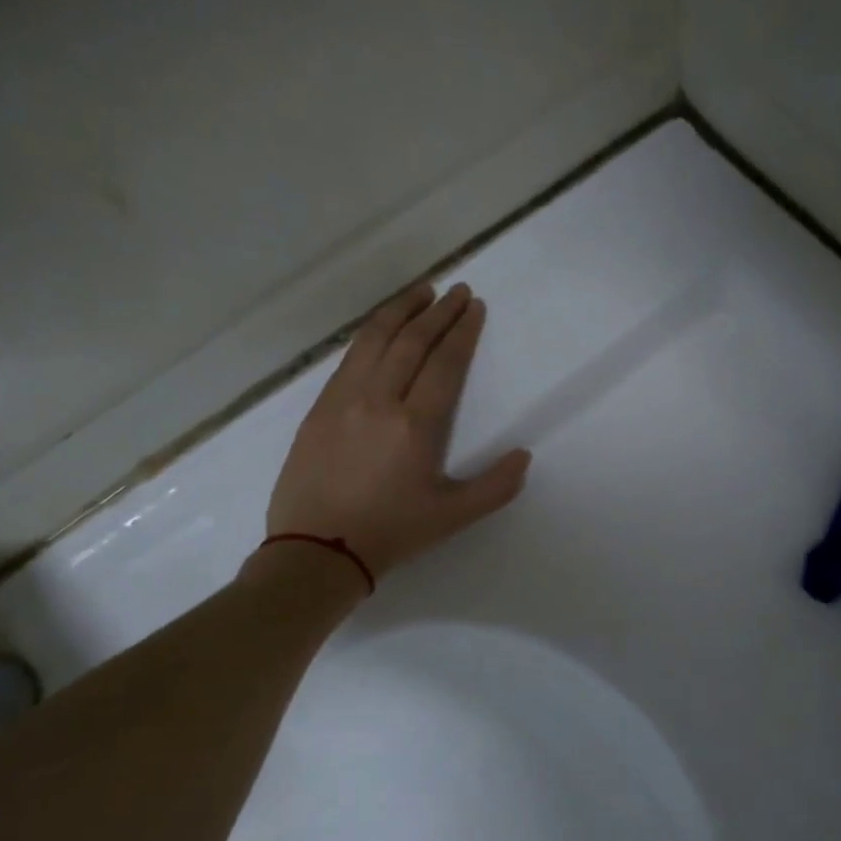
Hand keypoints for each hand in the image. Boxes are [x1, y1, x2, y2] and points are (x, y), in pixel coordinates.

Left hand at [265, 281, 530, 576]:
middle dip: (438, 312)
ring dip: (401, 310)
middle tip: (457, 291)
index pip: (444, 363)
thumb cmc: (391, 533)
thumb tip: (523, 456)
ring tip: (421, 291)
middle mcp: (379, 400)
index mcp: (416, 425)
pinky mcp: (320, 407)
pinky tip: (382, 327)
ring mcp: (344, 399)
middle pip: (411, 341)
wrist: (317, 549)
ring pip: (375, 339)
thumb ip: (494, 487)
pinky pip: (350, 356)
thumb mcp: (453, 517)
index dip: (462, 332)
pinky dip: (371, 333)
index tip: (474, 307)